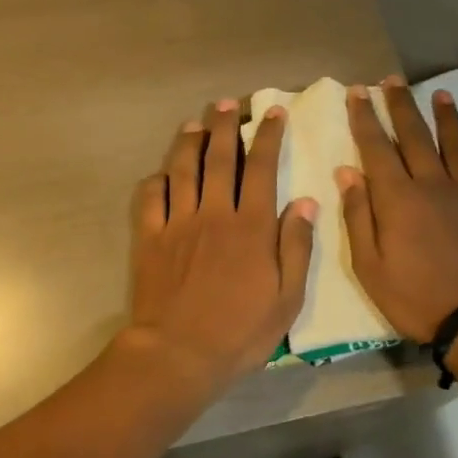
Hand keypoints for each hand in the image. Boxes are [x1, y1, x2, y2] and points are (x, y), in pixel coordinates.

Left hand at [121, 99, 316, 392]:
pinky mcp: (150, 238)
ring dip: (189, 142)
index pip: (262, 168)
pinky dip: (156, 180)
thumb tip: (307, 203)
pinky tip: (162, 173)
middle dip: (225, 126)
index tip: (273, 113)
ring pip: (182, 170)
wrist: (179, 353)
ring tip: (194, 123)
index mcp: (251, 226)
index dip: (268, 137)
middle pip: (219, 159)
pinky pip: (150, 198)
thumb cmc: (240, 332)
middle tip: (227, 104)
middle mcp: (214, 214)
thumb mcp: (287, 299)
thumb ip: (297, 248)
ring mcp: (178, 223)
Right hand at [337, 79, 457, 342]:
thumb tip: (348, 173)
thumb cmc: (413, 297)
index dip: (365, 118)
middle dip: (400, 106)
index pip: (376, 147)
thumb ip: (358, 216)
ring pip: (456, 147)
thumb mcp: (368, 265)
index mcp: (398, 198)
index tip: (358, 91)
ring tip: (440, 95)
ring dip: (446, 119)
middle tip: (392, 80)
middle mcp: (433, 186)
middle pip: (415, 137)